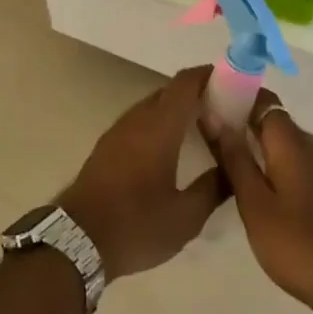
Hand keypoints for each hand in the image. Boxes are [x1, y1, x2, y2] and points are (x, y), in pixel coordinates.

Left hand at [60, 66, 228, 279]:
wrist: (77, 239)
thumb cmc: (136, 224)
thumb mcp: (185, 217)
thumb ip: (214, 188)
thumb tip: (234, 168)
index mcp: (159, 126)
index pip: (186, 83)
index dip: (210, 75)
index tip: (234, 82)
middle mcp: (139, 118)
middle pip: (171, 91)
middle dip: (198, 93)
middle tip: (226, 111)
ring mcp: (120, 129)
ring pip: (155, 105)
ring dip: (178, 109)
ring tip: (204, 129)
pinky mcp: (109, 144)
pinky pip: (141, 120)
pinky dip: (161, 122)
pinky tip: (172, 148)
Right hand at [205, 90, 312, 304]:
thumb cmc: (295, 242)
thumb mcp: (254, 202)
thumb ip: (234, 157)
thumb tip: (213, 115)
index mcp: (290, 143)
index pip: (264, 100)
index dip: (237, 94)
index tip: (210, 101)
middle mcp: (308, 148)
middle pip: (273, 119)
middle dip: (242, 119)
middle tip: (209, 131)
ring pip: (282, 143)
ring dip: (255, 142)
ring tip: (223, 155)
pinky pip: (292, 161)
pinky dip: (270, 161)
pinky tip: (252, 181)